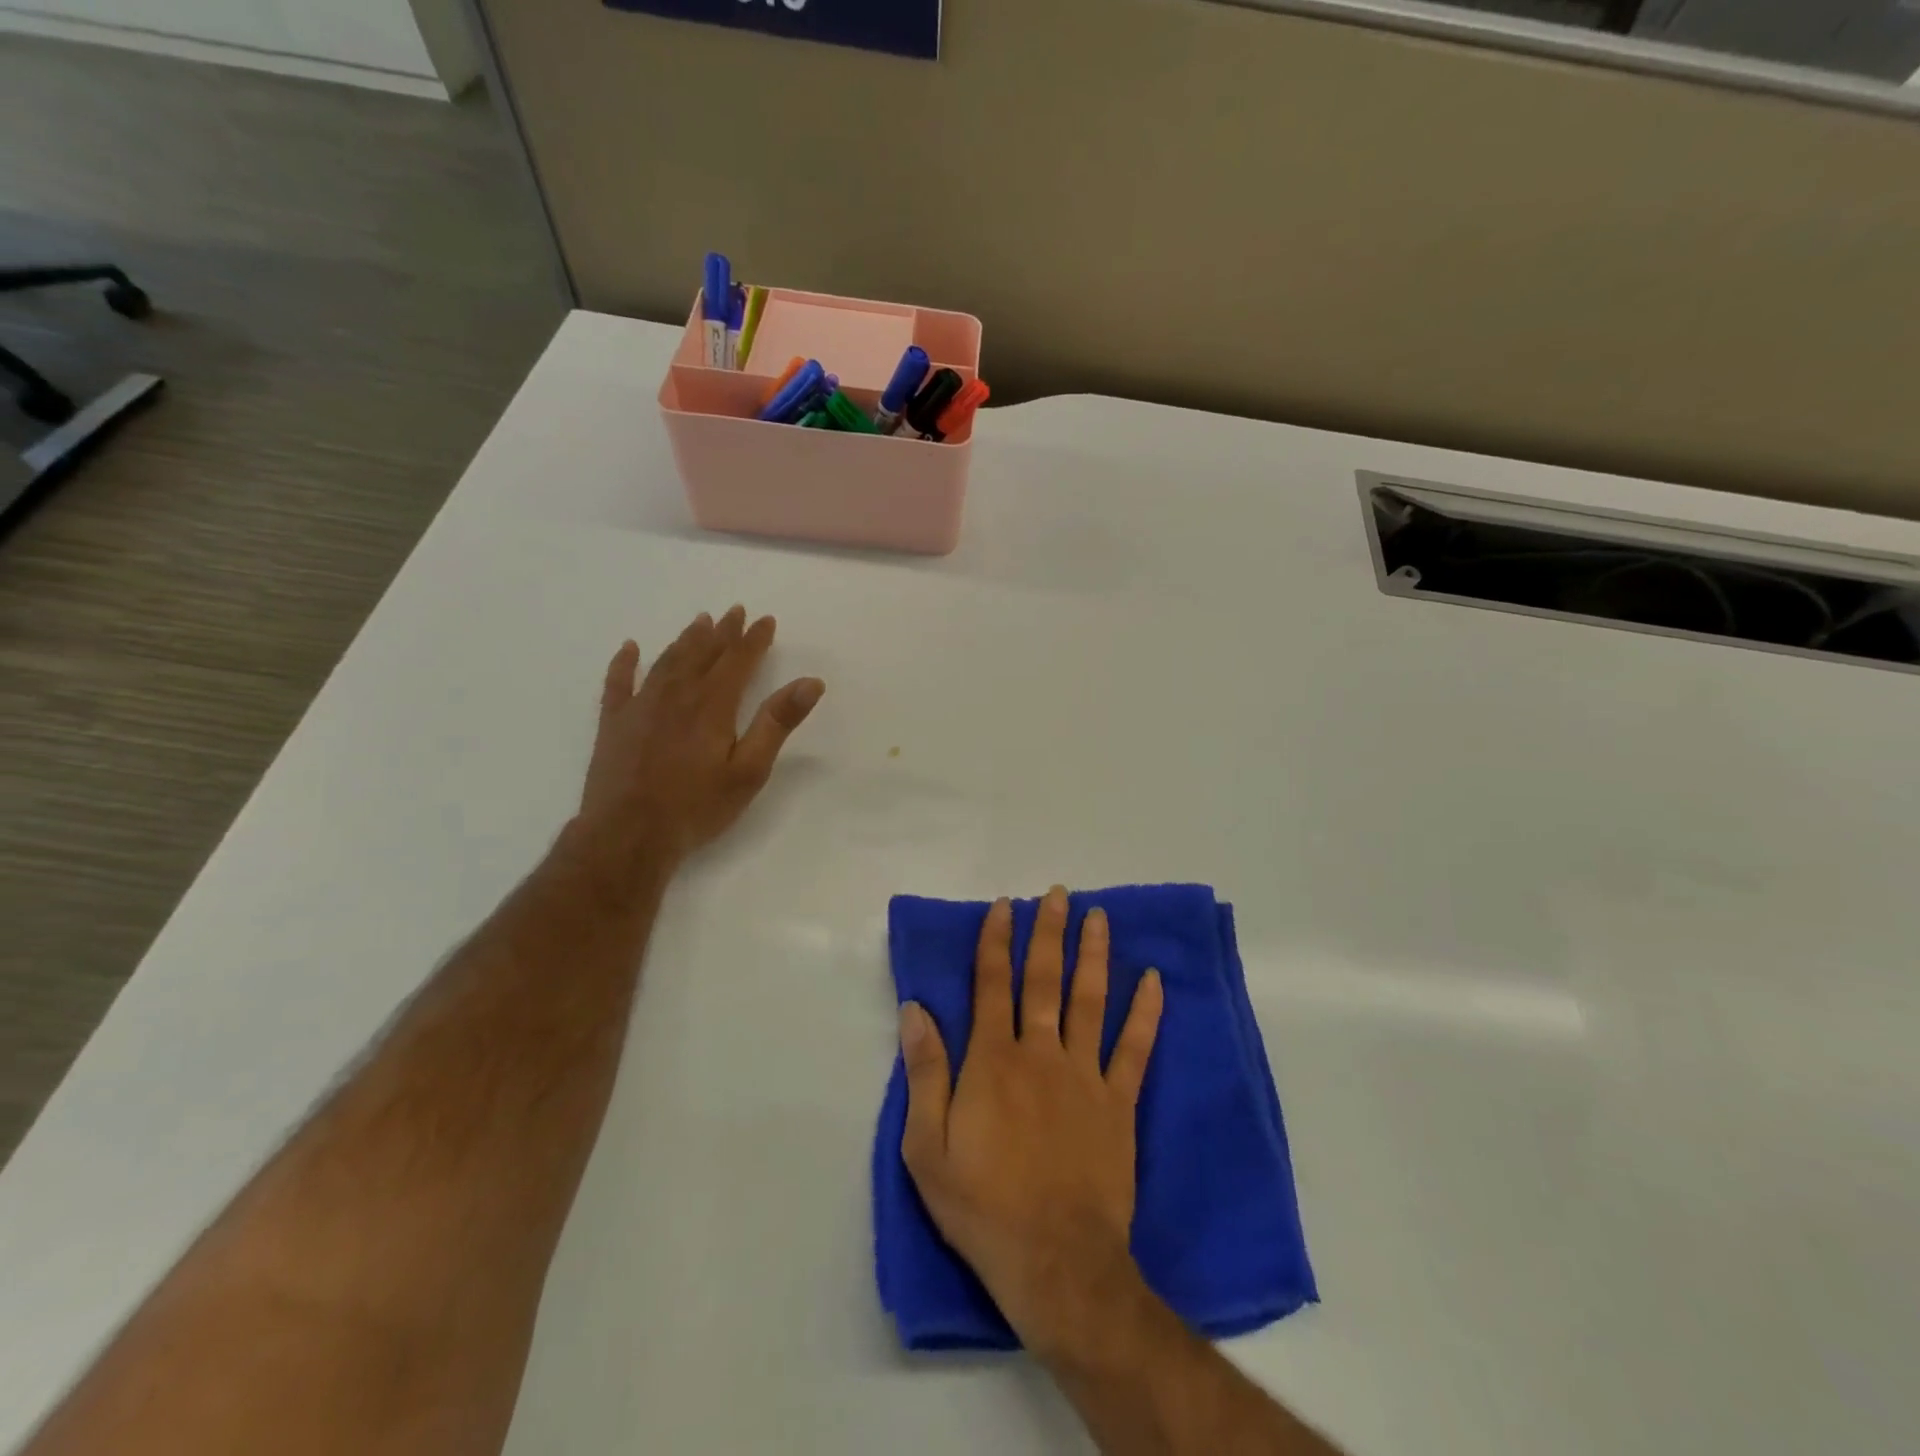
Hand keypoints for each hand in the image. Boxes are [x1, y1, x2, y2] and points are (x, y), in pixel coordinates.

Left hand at [578, 607, 823, 871]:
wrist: (628, 835)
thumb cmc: (697, 806)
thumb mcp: (750, 770)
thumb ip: (778, 722)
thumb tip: (811, 682)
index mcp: (713, 704)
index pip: (739, 661)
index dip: (754, 639)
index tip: (766, 620)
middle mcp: (676, 695)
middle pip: (703, 654)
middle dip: (722, 632)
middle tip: (734, 611)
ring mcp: (640, 706)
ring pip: (667, 661)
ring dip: (686, 640)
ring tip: (699, 622)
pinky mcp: (613, 724)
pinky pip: (618, 682)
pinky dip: (625, 662)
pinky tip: (630, 648)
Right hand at [899, 887, 1164, 1356]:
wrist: (1057, 1262)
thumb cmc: (982, 1206)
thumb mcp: (927, 1147)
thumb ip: (924, 1073)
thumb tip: (915, 1009)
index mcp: (992, 1060)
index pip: (992, 984)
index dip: (996, 941)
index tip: (1005, 906)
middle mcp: (1040, 1053)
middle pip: (1045, 980)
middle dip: (1049, 933)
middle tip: (1058, 895)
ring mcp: (1085, 1075)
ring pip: (1090, 1000)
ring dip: (1094, 955)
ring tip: (1099, 917)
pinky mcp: (1119, 1103)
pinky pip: (1135, 1048)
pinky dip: (1146, 1013)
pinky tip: (1153, 981)